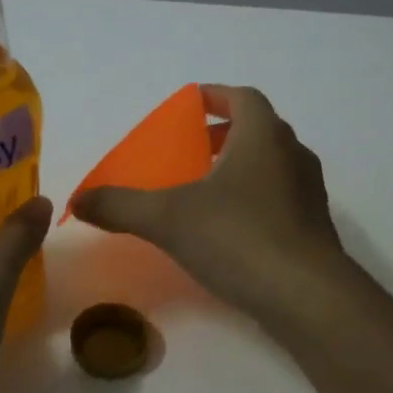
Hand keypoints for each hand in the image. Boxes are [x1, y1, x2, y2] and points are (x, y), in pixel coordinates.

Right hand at [71, 84, 346, 323]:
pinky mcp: (314, 228)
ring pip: (272, 165)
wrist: (307, 296)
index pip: (242, 98)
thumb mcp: (168, 218)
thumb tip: (78, 201)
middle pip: (259, 129)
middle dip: (224, 134)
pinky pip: (281, 198)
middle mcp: (293, 155)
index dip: (215, 96)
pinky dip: (255, 199)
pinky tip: (230, 229)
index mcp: (263, 136)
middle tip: (193, 150)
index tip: (190, 105)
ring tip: (207, 189)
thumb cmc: (238, 237)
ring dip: (241, 167)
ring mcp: (309, 192)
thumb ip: (121, 206)